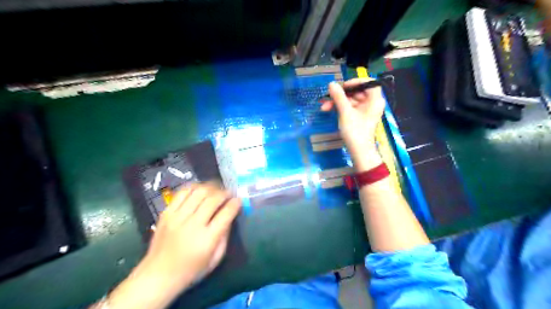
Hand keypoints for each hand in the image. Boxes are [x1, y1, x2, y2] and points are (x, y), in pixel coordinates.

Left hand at [95, 184, 241, 307]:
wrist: (157, 276)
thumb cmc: (191, 271)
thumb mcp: (215, 259)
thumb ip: (225, 235)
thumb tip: (230, 215)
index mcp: (207, 239)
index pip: (226, 213)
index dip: (235, 203)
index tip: (239, 200)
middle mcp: (192, 225)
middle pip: (213, 199)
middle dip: (225, 193)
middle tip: (229, 194)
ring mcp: (177, 217)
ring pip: (199, 192)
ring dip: (211, 187)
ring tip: (216, 190)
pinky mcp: (166, 213)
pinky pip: (182, 192)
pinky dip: (194, 187)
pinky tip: (200, 190)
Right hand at [322, 79, 383, 170]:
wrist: (359, 151)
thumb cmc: (355, 131)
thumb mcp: (345, 112)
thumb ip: (339, 97)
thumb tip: (331, 83)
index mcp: (374, 99)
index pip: (368, 82)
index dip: (355, 82)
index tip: (343, 86)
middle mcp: (372, 102)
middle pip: (357, 91)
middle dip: (341, 94)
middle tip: (328, 97)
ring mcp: (365, 109)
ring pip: (351, 99)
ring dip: (337, 102)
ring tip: (324, 107)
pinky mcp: (359, 116)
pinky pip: (350, 107)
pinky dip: (340, 107)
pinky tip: (329, 110)